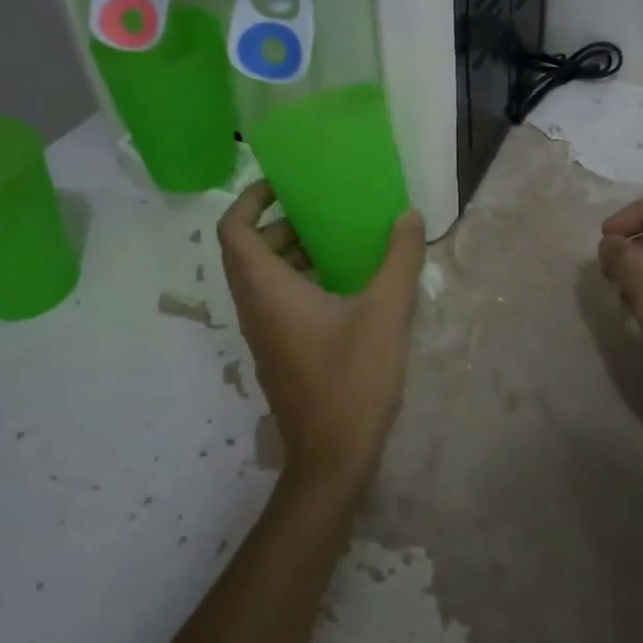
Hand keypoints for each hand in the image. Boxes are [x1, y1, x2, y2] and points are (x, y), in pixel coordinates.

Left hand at [218, 182, 426, 500]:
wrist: (332, 459)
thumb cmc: (352, 379)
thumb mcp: (386, 312)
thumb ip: (398, 259)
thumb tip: (408, 216)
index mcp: (268, 291)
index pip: (234, 231)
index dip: (250, 199)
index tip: (283, 184)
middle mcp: (255, 309)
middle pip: (248, 251)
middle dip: (280, 223)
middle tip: (321, 210)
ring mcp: (264, 335)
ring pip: (263, 279)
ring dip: (292, 253)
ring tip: (337, 242)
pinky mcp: (279, 353)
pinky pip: (276, 301)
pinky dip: (299, 280)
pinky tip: (344, 286)